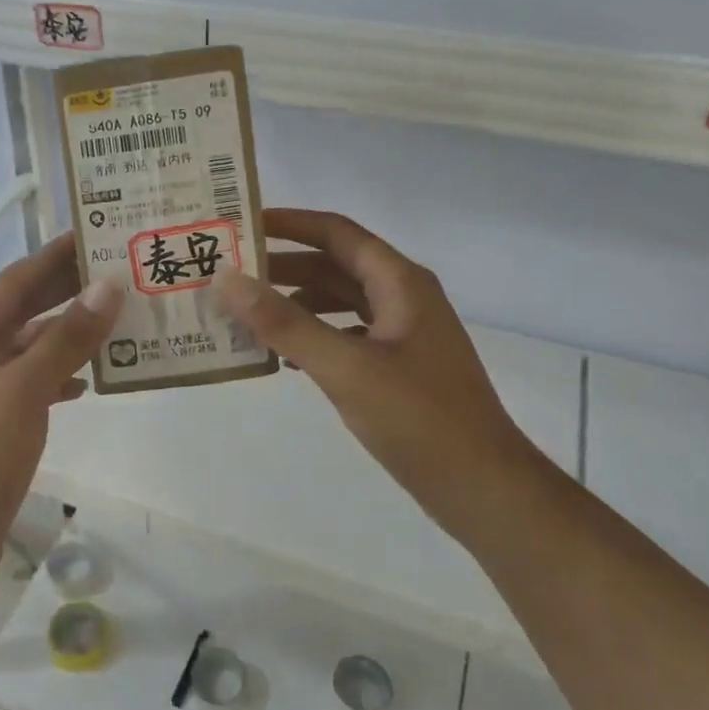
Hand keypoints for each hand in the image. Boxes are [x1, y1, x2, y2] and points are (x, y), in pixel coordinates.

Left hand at [0, 234, 122, 602]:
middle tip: (121, 272)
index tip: (99, 233)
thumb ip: (67, 338)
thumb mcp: (23, 389)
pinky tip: (89, 381)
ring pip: (30, 349)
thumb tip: (108, 287)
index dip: (58, 256)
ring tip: (120, 321)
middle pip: (23, 311)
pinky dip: (59, 378)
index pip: (17, 280)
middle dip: (68, 292)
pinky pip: (30, 385)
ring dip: (70, 336)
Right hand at [215, 209, 543, 534]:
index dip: (288, 223)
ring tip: (247, 314)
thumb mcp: (345, 367)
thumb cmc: (418, 418)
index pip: (336, 232)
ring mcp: (404, 333)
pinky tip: (285, 356)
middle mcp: (404, 297)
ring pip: (340, 302)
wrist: (481, 486)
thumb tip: (227, 280)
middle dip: (284, 266)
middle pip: (335, 265)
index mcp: (400, 282)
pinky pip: (347, 335)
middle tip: (230, 273)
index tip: (239, 224)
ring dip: (296, 303)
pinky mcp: (399, 367)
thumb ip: (285, 323)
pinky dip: (314, 336)